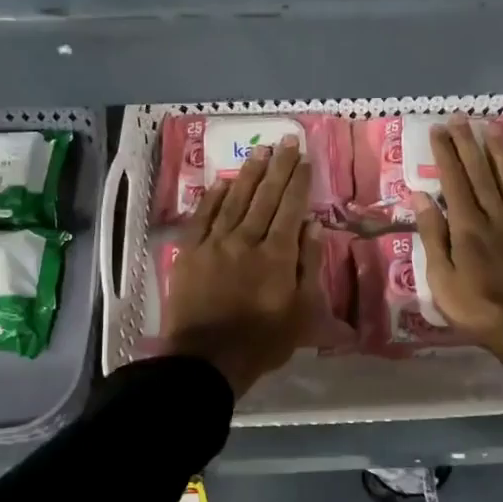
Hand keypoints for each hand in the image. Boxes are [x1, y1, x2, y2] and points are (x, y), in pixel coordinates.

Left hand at [163, 136, 322, 398]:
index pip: (290, 208)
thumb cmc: (262, 342)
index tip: (303, 158)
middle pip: (265, 197)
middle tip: (286, 141)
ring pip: (235, 201)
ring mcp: (215, 244)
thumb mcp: (302, 313)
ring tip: (258, 151)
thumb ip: (308, 266)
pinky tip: (222, 183)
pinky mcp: (190, 253)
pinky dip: (214, 198)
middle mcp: (247, 240)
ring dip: (248, 174)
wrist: (206, 360)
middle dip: (277, 167)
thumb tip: (312, 227)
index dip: (298, 181)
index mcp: (277, 255)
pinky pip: (203, 217)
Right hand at [411, 116, 502, 360]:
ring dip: (502, 153)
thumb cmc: (480, 310)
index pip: (454, 180)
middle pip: (482, 173)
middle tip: (461, 118)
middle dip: (469, 143)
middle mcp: (499, 216)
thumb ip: (433, 236)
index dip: (446, 153)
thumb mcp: (442, 280)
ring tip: (494, 129)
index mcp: (469, 227)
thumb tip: (421, 197)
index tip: (439, 128)